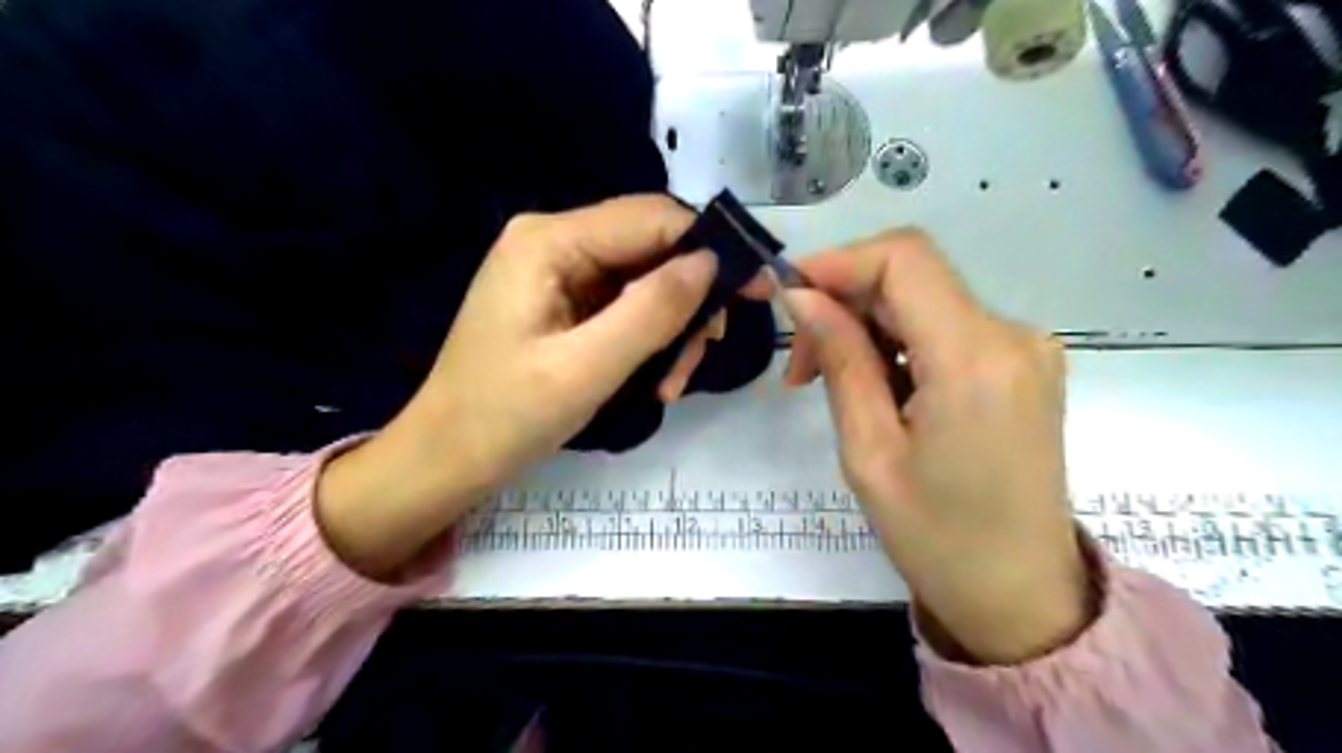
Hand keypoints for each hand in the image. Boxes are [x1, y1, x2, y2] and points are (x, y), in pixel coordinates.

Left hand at [317, 196, 723, 578]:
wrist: (447, 459)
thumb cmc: (504, 417)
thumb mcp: (586, 368)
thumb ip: (651, 311)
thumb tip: (711, 262)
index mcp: (549, 242)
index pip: (652, 218)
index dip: (710, 247)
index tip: (755, 291)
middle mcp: (554, 242)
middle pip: (651, 249)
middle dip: (687, 302)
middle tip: (702, 356)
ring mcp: (558, 273)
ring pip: (644, 282)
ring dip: (670, 329)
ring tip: (670, 384)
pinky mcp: (563, 303)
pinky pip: (624, 306)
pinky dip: (648, 340)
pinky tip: (653, 379)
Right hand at [760, 231, 1093, 664]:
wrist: (1020, 595)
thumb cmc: (936, 538)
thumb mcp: (868, 451)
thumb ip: (841, 360)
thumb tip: (801, 295)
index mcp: (975, 360)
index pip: (904, 259)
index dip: (838, 261)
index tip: (787, 294)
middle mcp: (1013, 335)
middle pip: (911, 276)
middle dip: (843, 302)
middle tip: (799, 365)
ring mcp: (1025, 347)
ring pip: (924, 299)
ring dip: (867, 325)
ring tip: (827, 381)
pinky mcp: (1021, 363)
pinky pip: (945, 326)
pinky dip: (898, 341)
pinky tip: (875, 385)